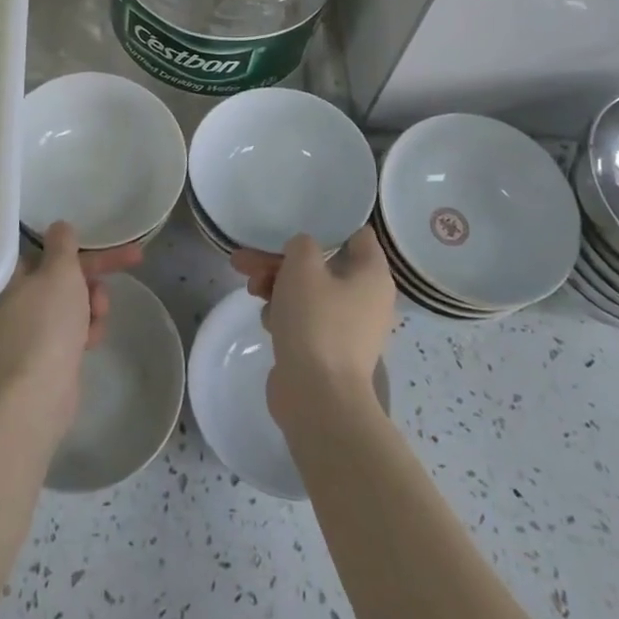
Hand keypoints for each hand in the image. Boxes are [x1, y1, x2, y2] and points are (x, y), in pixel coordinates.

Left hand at [0, 222, 142, 429]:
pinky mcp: (42, 359)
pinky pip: (70, 333)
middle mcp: (14, 302)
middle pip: (63, 276)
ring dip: (92, 304)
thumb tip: (58, 226)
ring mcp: (27, 333)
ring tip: (98, 317)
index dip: (80, 243)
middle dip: (95, 275)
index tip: (104, 240)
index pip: (48, 249)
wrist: (38, 395)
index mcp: (11, 277)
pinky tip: (92, 341)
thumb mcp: (60, 272)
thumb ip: (63, 244)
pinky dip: (85, 332)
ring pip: (71, 304)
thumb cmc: (47, 324)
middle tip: (132, 262)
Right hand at [231, 229, 394, 420]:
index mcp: (372, 275)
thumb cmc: (316, 321)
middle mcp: (367, 298)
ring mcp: (347, 327)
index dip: (328, 224)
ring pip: (307, 291)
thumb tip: (303, 253)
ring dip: (276, 285)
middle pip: (321, 264)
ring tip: (250, 288)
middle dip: (281, 260)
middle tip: (246, 259)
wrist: (317, 397)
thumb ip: (302, 244)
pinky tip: (267, 320)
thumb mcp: (303, 266)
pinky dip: (284, 314)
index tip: (297, 220)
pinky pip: (304, 318)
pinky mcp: (327, 349)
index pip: (357, 235)